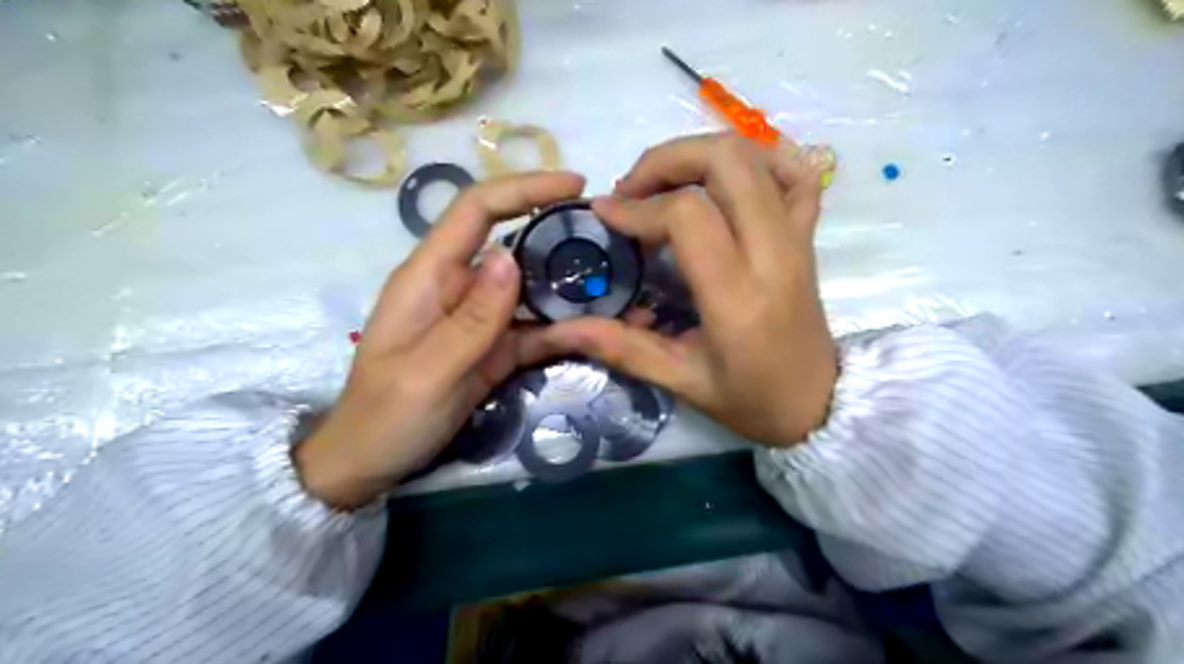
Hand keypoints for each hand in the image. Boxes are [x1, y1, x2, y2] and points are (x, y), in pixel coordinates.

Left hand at [298, 171, 584, 506]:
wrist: (373, 461)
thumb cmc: (387, 414)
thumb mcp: (429, 370)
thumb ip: (472, 317)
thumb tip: (510, 254)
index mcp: (430, 275)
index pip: (477, 210)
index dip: (524, 188)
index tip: (574, 184)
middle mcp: (458, 286)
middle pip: (513, 242)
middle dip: (559, 234)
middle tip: (612, 239)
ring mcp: (480, 319)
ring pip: (531, 287)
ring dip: (570, 285)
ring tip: (618, 283)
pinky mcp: (494, 347)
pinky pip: (534, 328)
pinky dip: (564, 328)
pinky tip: (598, 329)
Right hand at [523, 132, 834, 448]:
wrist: (819, 404)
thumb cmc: (750, 399)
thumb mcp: (681, 381)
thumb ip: (621, 348)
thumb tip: (560, 330)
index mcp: (738, 296)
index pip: (687, 216)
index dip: (638, 207)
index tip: (605, 214)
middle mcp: (773, 254)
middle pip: (726, 161)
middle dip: (666, 160)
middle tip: (632, 189)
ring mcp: (797, 238)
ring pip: (756, 155)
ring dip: (702, 154)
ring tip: (667, 182)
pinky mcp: (808, 235)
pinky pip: (795, 172)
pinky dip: (758, 158)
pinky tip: (726, 178)